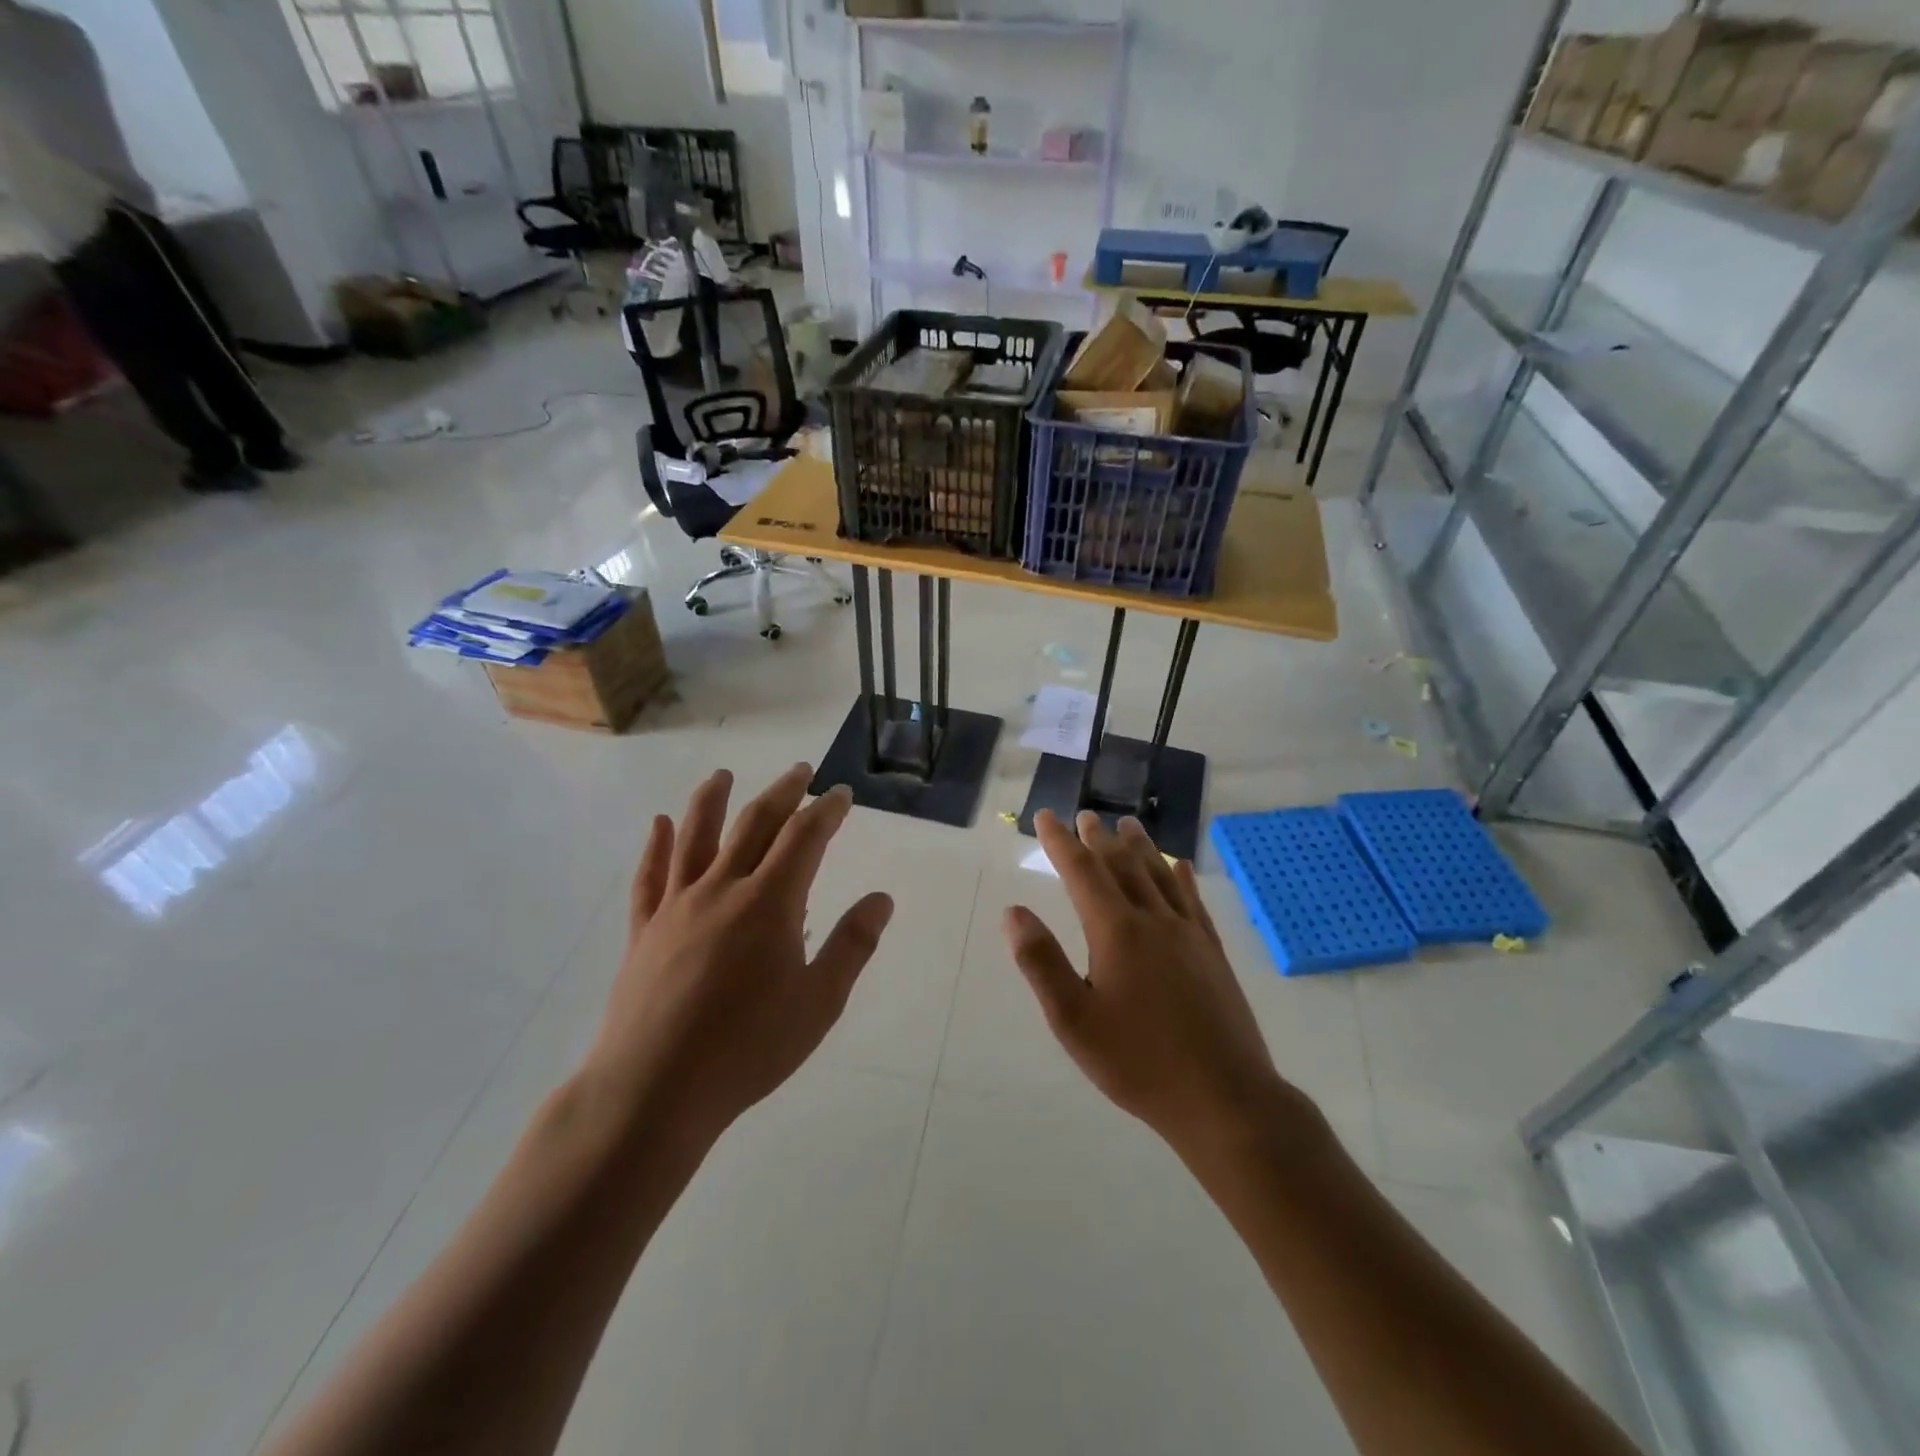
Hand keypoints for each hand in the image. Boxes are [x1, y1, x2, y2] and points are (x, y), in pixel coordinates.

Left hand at [579, 765, 892, 1148]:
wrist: (654, 1090)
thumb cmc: (748, 1048)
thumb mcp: (819, 1003)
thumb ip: (852, 945)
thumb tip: (881, 898)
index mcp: (769, 903)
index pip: (804, 838)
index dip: (826, 811)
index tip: (840, 794)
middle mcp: (722, 889)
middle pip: (754, 825)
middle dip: (781, 793)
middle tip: (799, 771)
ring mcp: (677, 906)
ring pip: (696, 838)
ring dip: (712, 801)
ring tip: (723, 776)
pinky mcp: (644, 930)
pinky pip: (649, 876)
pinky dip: (656, 845)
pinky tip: (659, 824)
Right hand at [1005, 811, 1305, 1160]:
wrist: (1225, 1099)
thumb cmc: (1138, 1062)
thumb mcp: (1074, 1021)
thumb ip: (1041, 963)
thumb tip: (1013, 912)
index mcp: (1116, 932)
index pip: (1082, 872)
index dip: (1061, 842)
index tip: (1046, 817)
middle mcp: (1154, 920)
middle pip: (1123, 866)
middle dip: (1099, 840)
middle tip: (1085, 817)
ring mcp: (1188, 934)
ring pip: (1160, 876)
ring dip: (1140, 847)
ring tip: (1128, 825)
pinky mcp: (1212, 953)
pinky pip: (1193, 901)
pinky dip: (1181, 877)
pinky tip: (1180, 867)